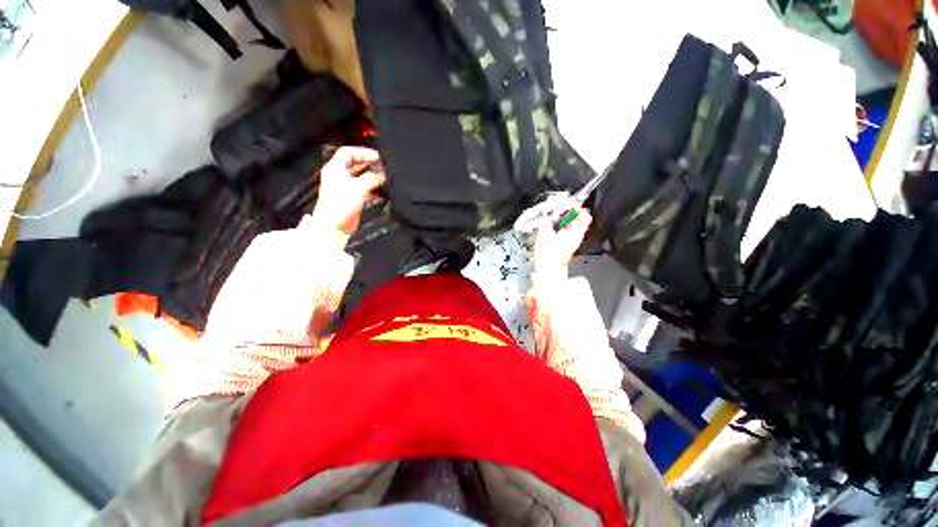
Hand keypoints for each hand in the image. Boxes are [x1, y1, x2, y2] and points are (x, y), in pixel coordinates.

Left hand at [312, 146, 385, 234]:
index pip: (348, 152)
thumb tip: (381, 175)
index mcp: (335, 169)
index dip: (362, 152)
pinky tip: (381, 192)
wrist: (334, 225)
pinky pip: (363, 189)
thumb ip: (371, 178)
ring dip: (371, 176)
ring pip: (359, 177)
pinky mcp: (350, 198)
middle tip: (382, 166)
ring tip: (383, 178)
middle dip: (369, 164)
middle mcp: (339, 176)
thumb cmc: (342, 204)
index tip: (376, 156)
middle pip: (354, 164)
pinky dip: (372, 188)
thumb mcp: (359, 187)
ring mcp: (344, 187)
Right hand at [532, 204, 591, 273]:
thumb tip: (547, 216)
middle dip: (568, 212)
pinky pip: (567, 231)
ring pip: (572, 225)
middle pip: (578, 219)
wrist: (548, 272)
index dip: (577, 207)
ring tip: (552, 218)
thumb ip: (546, 223)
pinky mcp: (567, 245)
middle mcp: (577, 236)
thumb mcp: (544, 235)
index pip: (584, 215)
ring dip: (563, 219)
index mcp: (575, 232)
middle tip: (556, 210)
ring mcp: (573, 241)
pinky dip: (560, 227)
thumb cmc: (548, 255)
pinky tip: (550, 228)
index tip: (565, 204)